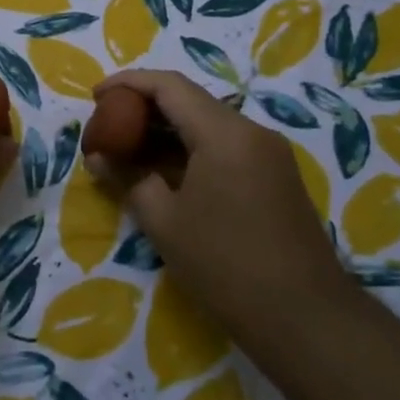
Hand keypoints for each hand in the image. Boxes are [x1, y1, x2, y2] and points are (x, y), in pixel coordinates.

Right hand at [86, 70, 343, 325]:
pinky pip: (225, 146)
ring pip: (208, 123)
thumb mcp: (163, 221)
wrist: (304, 316)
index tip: (95, 96)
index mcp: (224, 134)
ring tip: (128, 149)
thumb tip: (98, 157)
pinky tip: (165, 171)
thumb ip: (127, 178)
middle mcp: (251, 132)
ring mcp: (269, 154)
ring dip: (166, 130)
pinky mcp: (276, 177)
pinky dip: (189, 148)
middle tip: (107, 125)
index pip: (169, 86)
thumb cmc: (224, 264)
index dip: (128, 83)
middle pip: (190, 100)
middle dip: (144, 106)